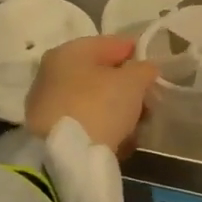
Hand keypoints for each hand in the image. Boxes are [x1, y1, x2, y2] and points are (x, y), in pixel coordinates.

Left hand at [26, 35, 157, 154]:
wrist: (64, 157)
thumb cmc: (99, 106)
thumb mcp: (132, 82)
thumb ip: (143, 69)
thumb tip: (145, 69)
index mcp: (69, 52)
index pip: (109, 43)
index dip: (134, 52)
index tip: (153, 66)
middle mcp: (52, 73)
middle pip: (99, 74)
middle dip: (126, 85)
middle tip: (149, 98)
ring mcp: (48, 104)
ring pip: (92, 99)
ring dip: (116, 108)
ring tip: (138, 123)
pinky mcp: (50, 132)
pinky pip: (85, 122)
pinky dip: (103, 126)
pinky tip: (121, 139)